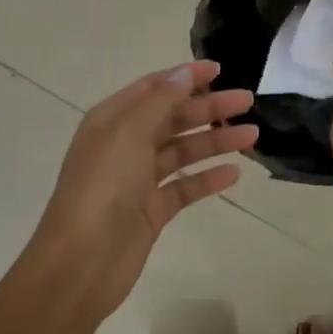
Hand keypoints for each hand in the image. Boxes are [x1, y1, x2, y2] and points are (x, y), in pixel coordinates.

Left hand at [26, 61, 253, 317]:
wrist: (80, 263)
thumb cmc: (102, 188)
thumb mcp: (128, 133)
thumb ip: (160, 101)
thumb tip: (185, 73)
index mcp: (112, 120)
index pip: (154, 88)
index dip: (186, 76)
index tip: (220, 70)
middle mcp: (125, 145)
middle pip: (173, 117)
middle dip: (209, 108)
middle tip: (247, 101)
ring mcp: (138, 179)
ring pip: (183, 151)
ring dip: (215, 141)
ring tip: (252, 135)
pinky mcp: (152, 211)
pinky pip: (185, 187)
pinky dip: (208, 178)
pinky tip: (234, 173)